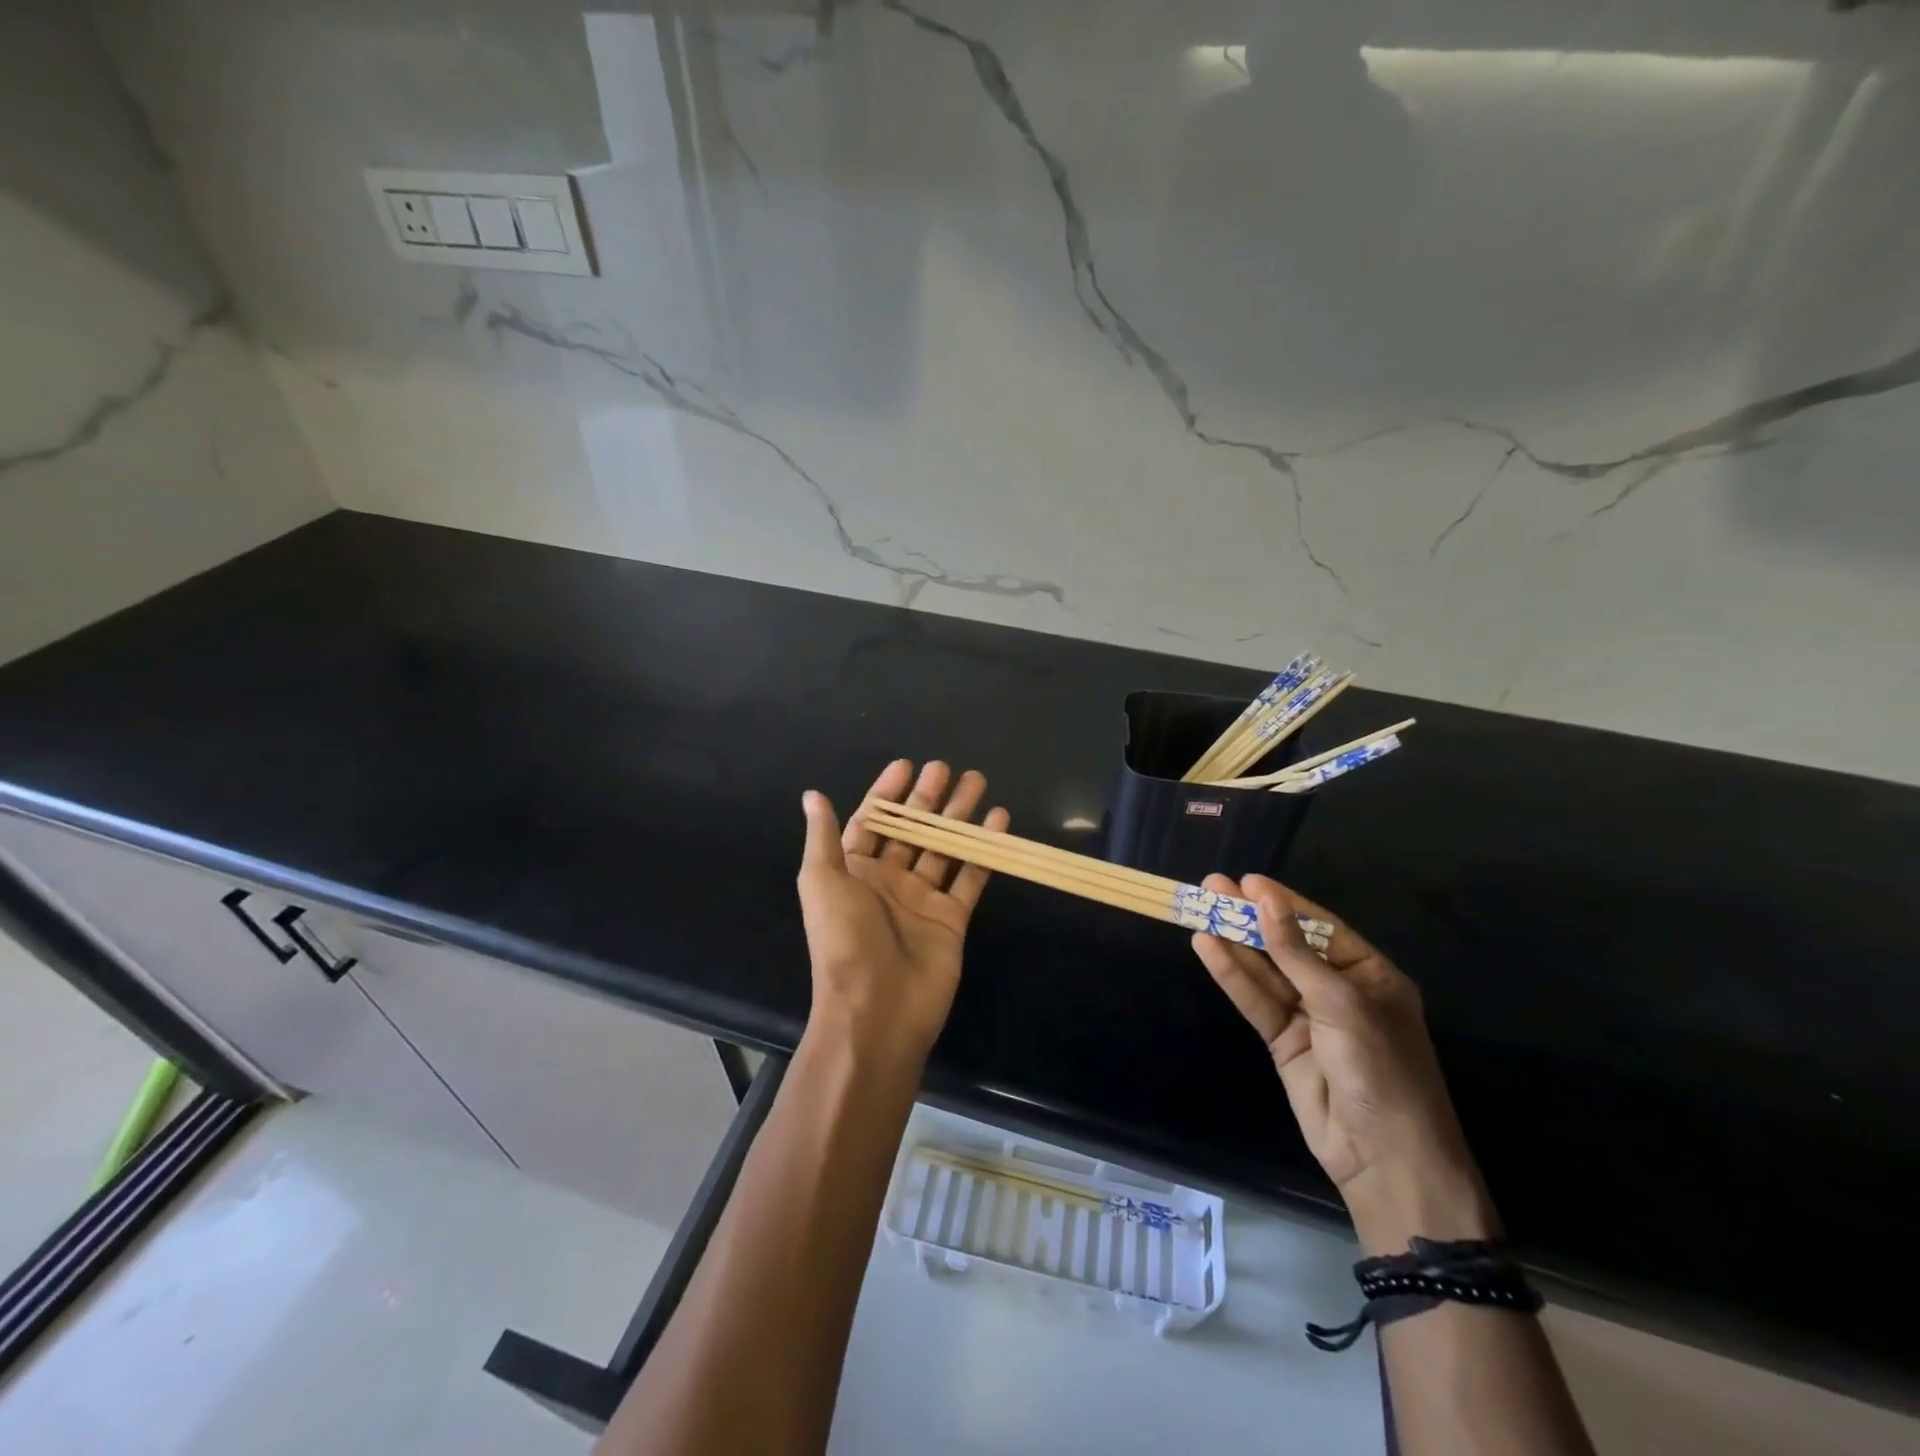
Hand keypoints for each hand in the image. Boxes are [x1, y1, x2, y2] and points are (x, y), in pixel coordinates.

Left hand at [797, 760, 1008, 1067]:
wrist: (875, 1011)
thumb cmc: (844, 940)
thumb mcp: (822, 883)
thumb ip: (823, 838)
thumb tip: (812, 796)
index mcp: (854, 871)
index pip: (873, 820)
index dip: (888, 792)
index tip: (907, 765)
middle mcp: (888, 880)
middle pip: (912, 829)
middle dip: (929, 798)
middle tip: (948, 768)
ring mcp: (921, 899)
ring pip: (944, 847)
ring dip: (959, 816)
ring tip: (978, 782)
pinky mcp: (951, 918)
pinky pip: (970, 877)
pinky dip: (983, 851)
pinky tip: (998, 822)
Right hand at [1190, 874, 1497, 1254]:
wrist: (1385, 1160)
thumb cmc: (1381, 1070)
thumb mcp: (1341, 1003)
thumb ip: (1296, 953)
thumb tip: (1265, 899)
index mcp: (1370, 976)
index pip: (1320, 928)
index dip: (1283, 903)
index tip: (1246, 880)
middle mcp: (1339, 991)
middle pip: (1287, 946)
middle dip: (1251, 917)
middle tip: (1212, 886)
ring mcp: (1309, 1018)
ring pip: (1265, 972)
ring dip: (1234, 941)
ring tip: (1199, 908)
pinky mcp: (1283, 1042)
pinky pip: (1255, 1001)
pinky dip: (1231, 975)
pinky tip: (1206, 947)